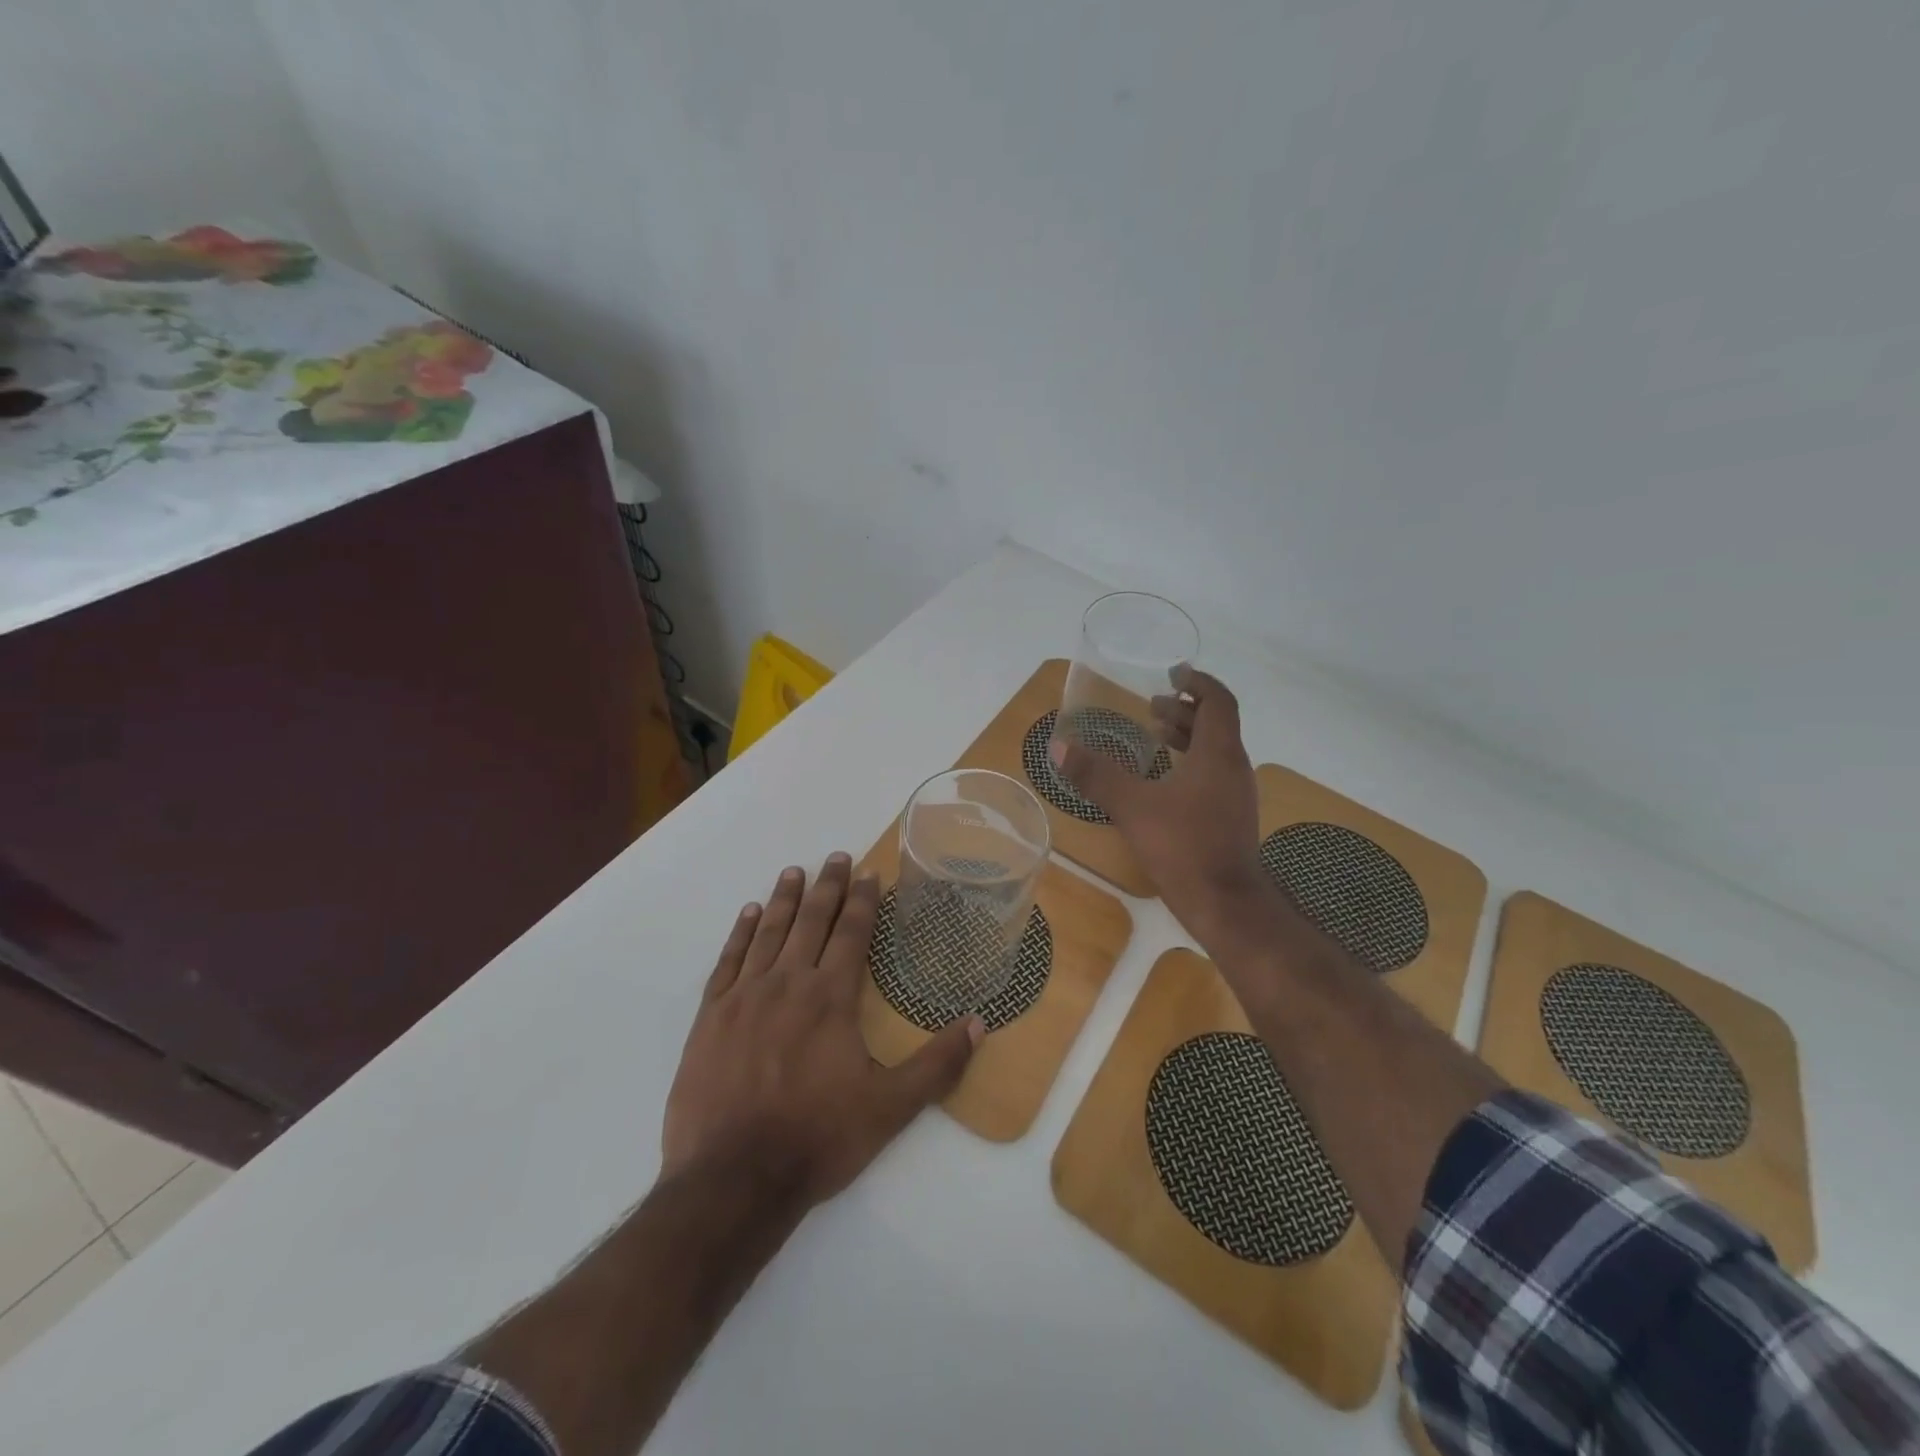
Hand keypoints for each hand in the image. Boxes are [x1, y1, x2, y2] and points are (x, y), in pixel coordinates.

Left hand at [662, 854, 983, 1205]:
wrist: (732, 1179)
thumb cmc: (817, 1139)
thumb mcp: (890, 1108)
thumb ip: (937, 1064)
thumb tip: (979, 1023)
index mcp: (831, 997)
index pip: (852, 933)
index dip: (863, 900)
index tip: (869, 872)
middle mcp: (788, 983)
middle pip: (811, 921)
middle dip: (827, 887)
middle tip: (837, 857)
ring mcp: (744, 997)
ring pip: (769, 933)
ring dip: (784, 899)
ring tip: (794, 871)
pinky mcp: (710, 1018)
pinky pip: (728, 961)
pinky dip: (740, 933)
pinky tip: (748, 915)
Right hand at [1052, 666, 1266, 942]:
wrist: (1227, 906)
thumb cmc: (1184, 847)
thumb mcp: (1132, 808)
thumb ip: (1096, 775)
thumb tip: (1058, 746)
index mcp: (1218, 754)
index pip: (1218, 701)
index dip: (1198, 682)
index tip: (1174, 673)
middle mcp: (1234, 768)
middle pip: (1216, 724)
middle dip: (1185, 710)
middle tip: (1152, 706)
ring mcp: (1236, 795)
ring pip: (1215, 751)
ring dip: (1188, 737)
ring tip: (1156, 736)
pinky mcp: (1231, 819)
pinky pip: (1213, 774)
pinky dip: (1191, 763)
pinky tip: (1164, 783)